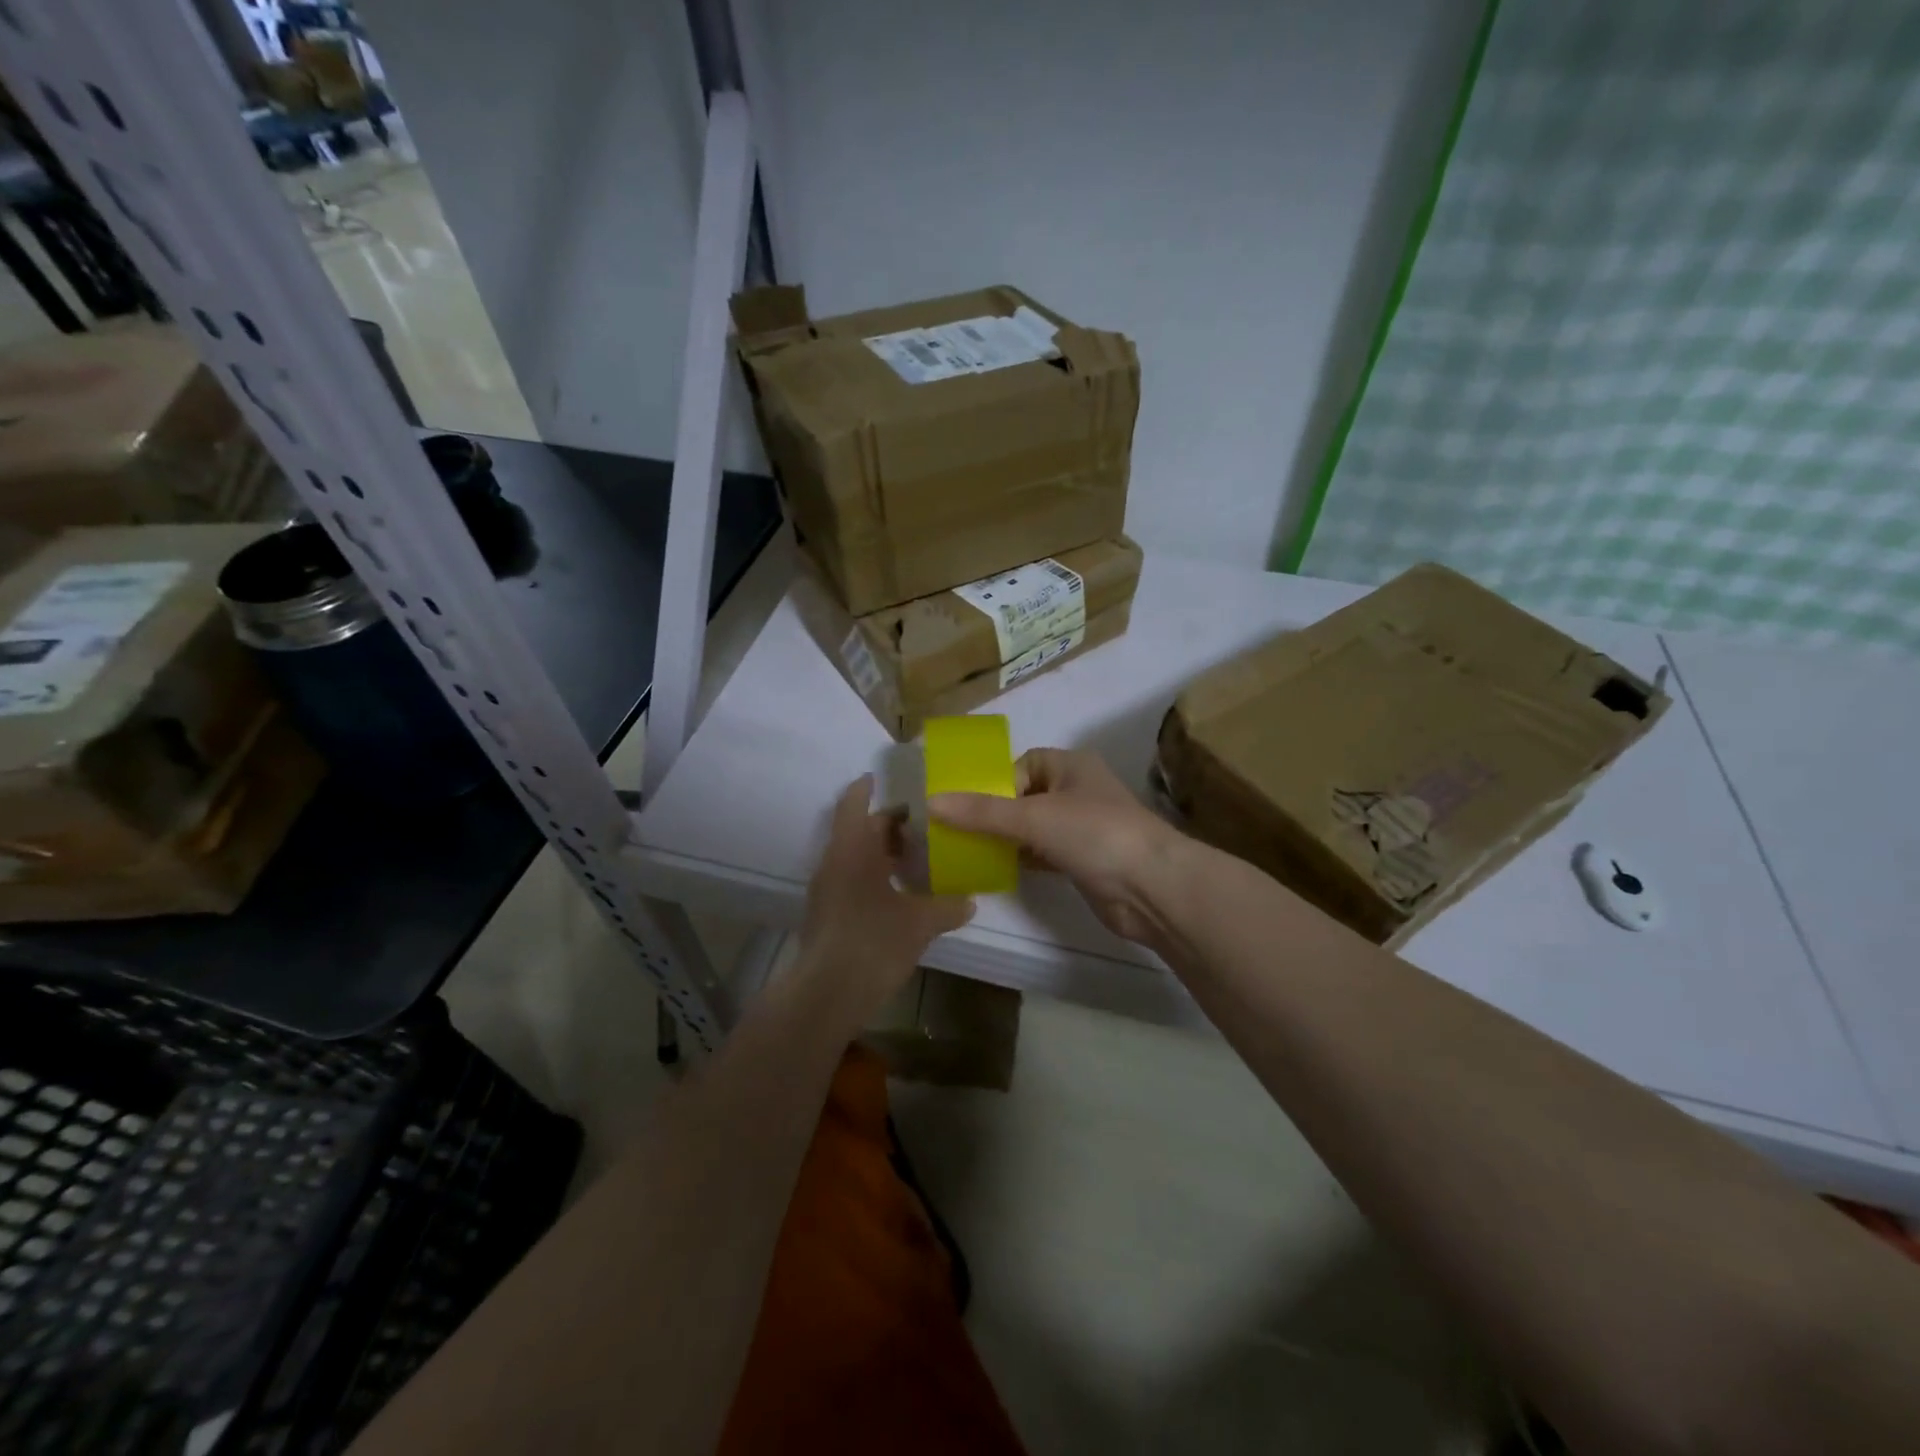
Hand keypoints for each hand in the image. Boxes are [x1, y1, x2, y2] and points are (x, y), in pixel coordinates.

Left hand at [794, 775, 973, 1022]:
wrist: (826, 994)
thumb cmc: (873, 942)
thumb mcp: (920, 923)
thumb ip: (947, 907)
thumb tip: (970, 901)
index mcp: (852, 849)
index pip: (854, 804)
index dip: (866, 788)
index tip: (881, 778)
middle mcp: (834, 862)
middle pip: (858, 830)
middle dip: (887, 826)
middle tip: (922, 827)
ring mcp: (826, 890)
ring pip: (854, 857)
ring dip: (880, 853)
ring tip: (916, 859)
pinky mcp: (826, 914)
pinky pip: (851, 880)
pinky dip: (873, 877)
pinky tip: (899, 895)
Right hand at [929, 748, 1184, 944]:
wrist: (1151, 887)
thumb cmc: (1094, 834)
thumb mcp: (1033, 817)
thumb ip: (982, 812)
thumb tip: (931, 803)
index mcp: (1070, 766)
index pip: (1022, 764)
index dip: (995, 782)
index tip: (969, 807)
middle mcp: (1077, 791)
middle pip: (1023, 796)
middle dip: (994, 813)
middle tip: (959, 832)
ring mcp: (1082, 827)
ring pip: (1032, 827)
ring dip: (1006, 838)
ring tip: (970, 851)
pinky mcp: (1083, 860)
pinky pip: (1043, 853)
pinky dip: (1022, 859)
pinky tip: (998, 870)